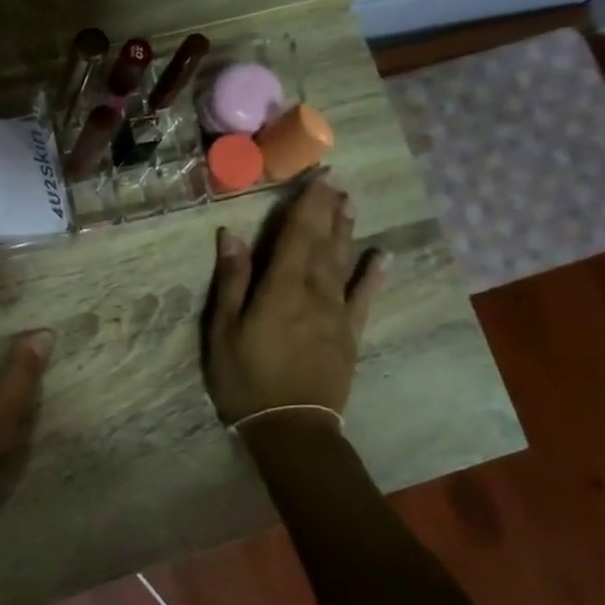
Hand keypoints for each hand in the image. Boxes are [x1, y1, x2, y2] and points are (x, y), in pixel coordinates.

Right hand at [204, 176, 386, 425]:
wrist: (291, 428)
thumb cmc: (246, 378)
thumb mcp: (223, 329)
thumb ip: (231, 280)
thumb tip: (232, 234)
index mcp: (281, 287)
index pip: (297, 235)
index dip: (307, 204)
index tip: (318, 176)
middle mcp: (314, 292)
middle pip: (323, 243)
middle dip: (328, 210)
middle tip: (336, 181)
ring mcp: (336, 313)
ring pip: (343, 263)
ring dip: (347, 232)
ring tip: (351, 204)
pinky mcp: (349, 334)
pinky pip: (363, 298)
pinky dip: (373, 275)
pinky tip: (381, 256)